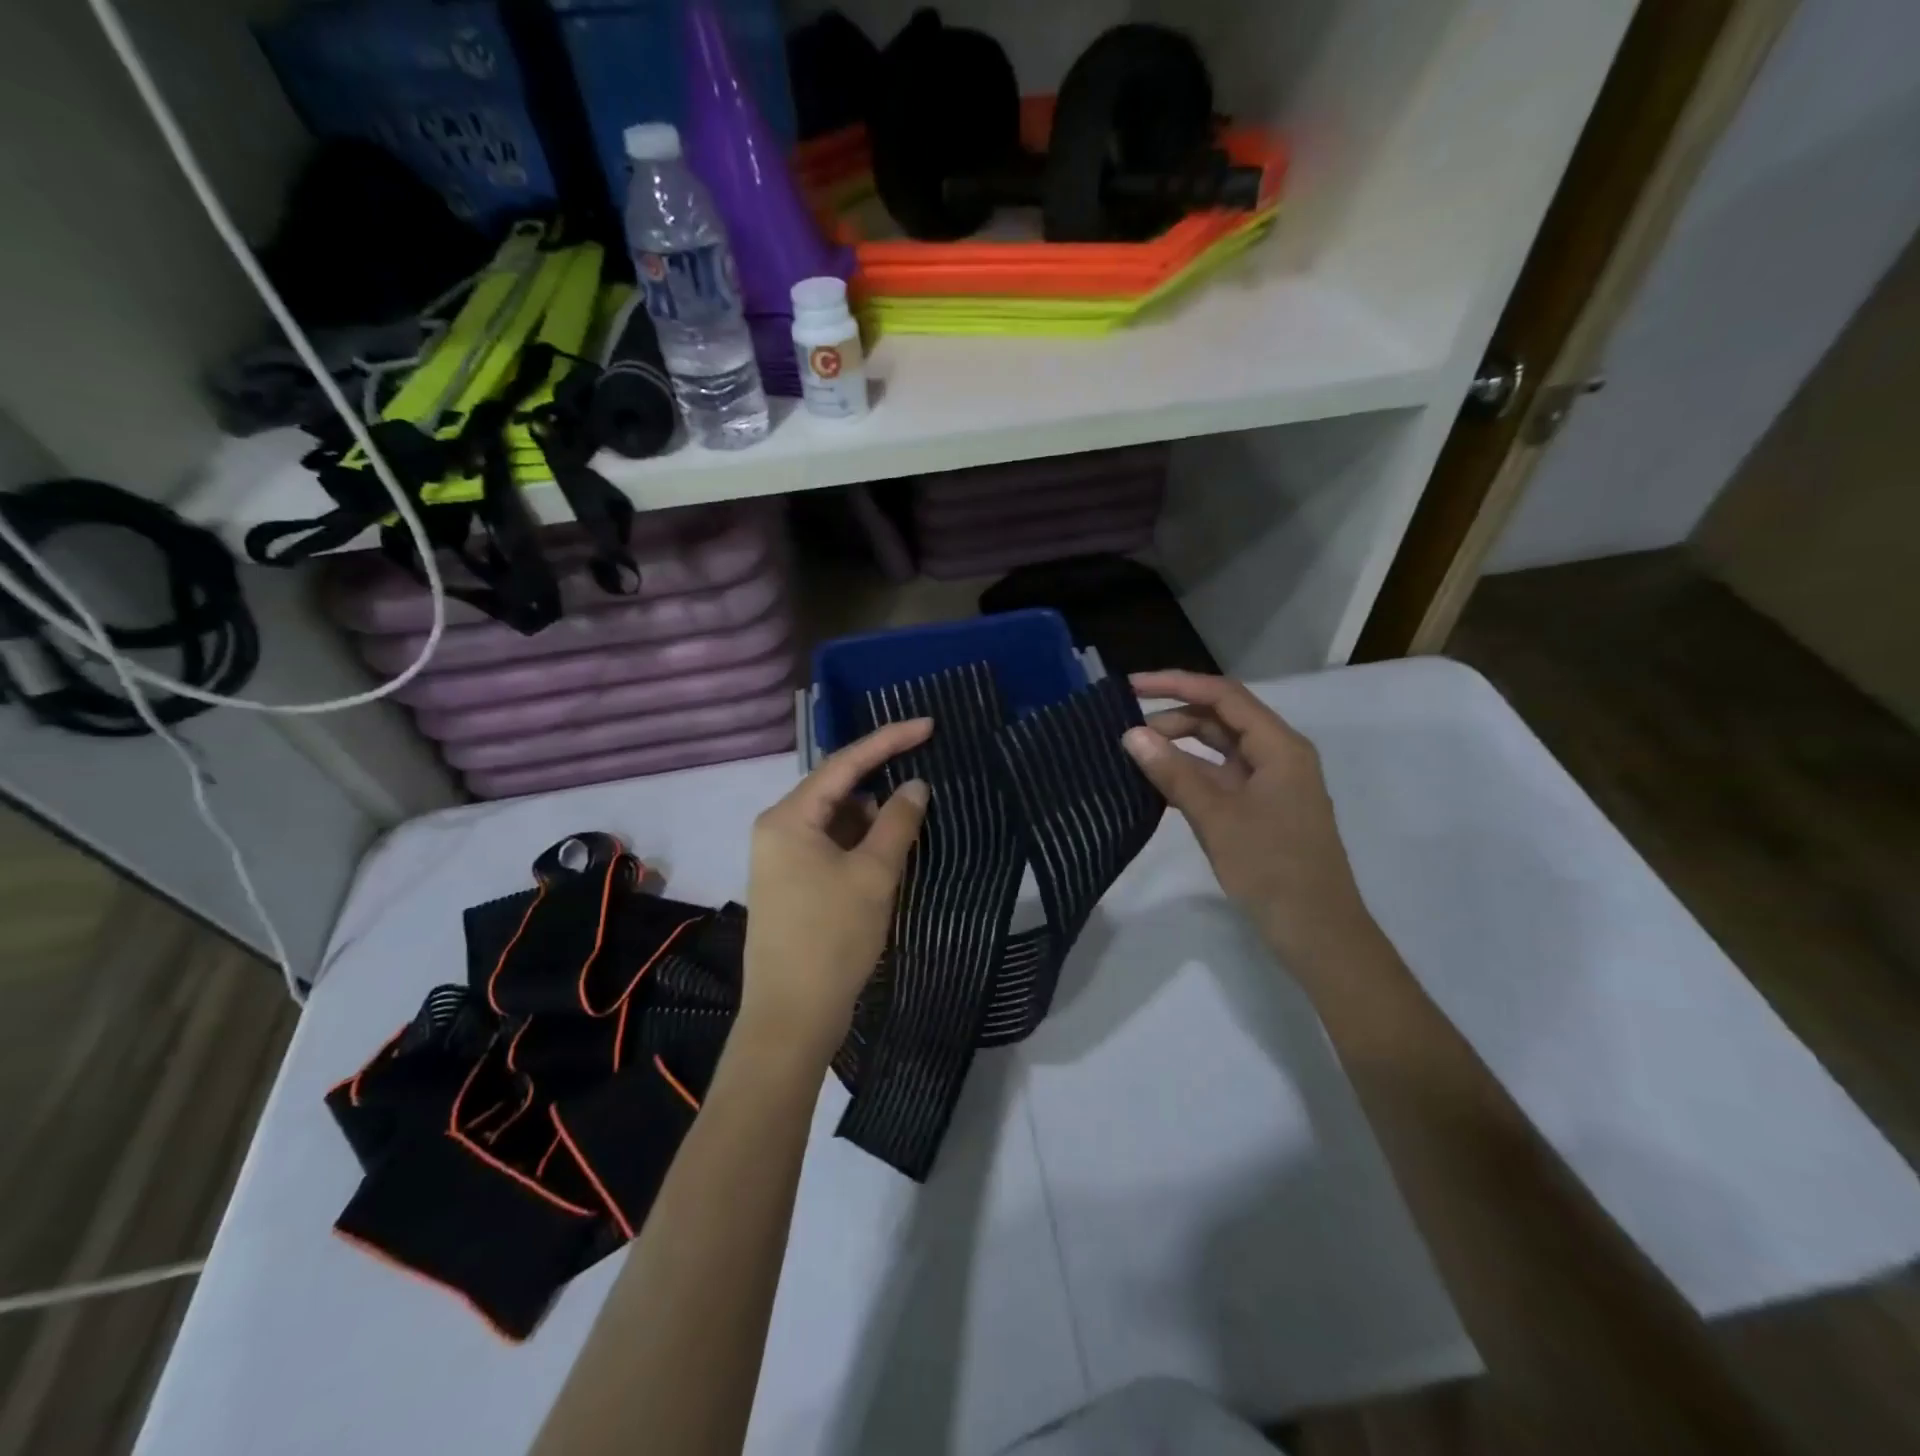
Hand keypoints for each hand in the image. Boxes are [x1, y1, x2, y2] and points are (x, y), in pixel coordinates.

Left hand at [740, 720, 931, 1062]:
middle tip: (928, 768)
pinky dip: (863, 842)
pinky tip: (894, 846)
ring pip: (838, 820)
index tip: (928, 725)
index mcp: (788, 818)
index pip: (844, 764)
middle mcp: (778, 829)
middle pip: (837, 788)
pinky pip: (833, 846)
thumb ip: (897, 822)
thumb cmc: (832, 939)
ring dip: (875, 815)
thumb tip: (915, 785)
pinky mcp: (794, 883)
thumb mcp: (873, 874)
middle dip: (882, 779)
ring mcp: (783, 858)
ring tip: (918, 810)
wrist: (792, 1018)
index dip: (888, 740)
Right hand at [1123, 671, 1375, 968]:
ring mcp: (1269, 784)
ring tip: (1134, 756)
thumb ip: (1173, 772)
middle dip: (1174, 718)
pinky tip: (1155, 786)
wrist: (1317, 933)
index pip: (1223, 696)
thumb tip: (1131, 734)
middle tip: (1126, 733)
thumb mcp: (1217, 817)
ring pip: (1218, 751)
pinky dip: (1189, 776)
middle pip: (1220, 720)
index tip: (1131, 687)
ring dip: (1179, 749)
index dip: (1176, 684)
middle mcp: (1277, 756)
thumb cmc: (1272, 868)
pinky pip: (1219, 779)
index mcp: (1279, 746)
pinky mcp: (1259, 810)